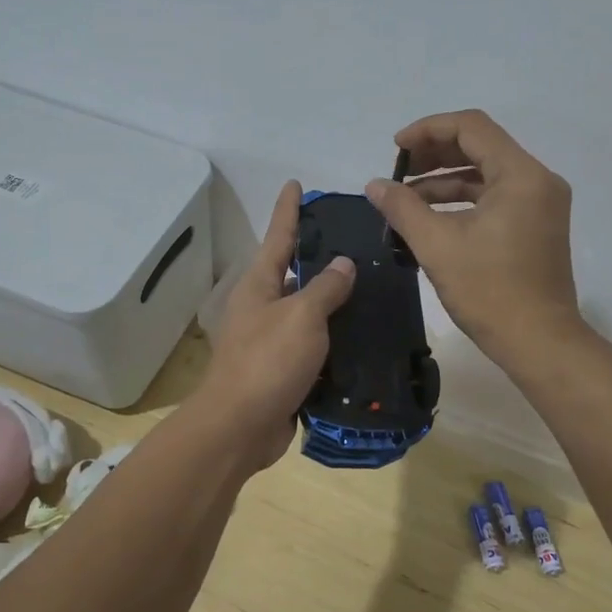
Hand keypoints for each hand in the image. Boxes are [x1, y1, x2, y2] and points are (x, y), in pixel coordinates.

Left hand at [195, 180, 356, 467]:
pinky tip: (363, 334)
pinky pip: (314, 344)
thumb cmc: (268, 362)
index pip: (278, 235)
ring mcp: (271, 339)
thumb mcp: (302, 316)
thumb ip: (325, 288)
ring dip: (332, 301)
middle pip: (293, 272)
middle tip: (356, 240)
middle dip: (319, 255)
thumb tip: (343, 263)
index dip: (289, 209)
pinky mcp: (283, 370)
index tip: (295, 183)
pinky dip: (335, 338)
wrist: (240, 428)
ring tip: (371, 285)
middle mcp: (262, 306)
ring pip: (307, 310)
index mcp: (259, 285)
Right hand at [365, 109, 579, 365]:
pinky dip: (461, 199)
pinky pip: (494, 196)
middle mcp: (537, 180)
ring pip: (486, 172)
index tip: (395, 149)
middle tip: (397, 171)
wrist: (539, 343)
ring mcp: (540, 203)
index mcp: (521, 175)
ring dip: (444, 178)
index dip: (428, 129)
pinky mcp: (536, 224)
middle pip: (480, 146)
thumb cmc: (490, 291)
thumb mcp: (437, 245)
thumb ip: (402, 207)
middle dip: (434, 154)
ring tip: (405, 197)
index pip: (471, 127)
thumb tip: (374, 184)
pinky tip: (429, 215)